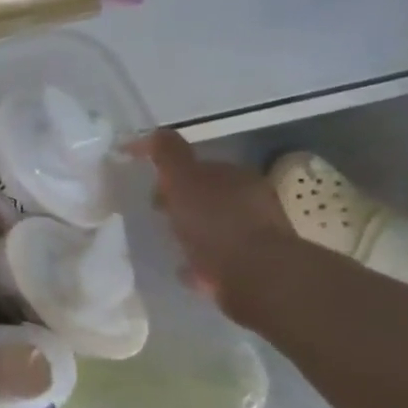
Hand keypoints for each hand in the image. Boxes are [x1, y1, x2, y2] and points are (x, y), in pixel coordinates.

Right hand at [132, 129, 300, 318]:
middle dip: (184, 202)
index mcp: (236, 176)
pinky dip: (204, 260)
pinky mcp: (255, 266)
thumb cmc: (216, 222)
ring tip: (170, 242)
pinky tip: (188, 270)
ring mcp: (257, 234)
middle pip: (210, 196)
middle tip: (159, 214)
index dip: (173, 174)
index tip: (150, 187)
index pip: (201, 167)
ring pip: (217, 226)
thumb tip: (153, 131)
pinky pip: (220, 257)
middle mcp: (252, 200)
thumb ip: (168, 154)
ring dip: (195, 231)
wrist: (257, 276)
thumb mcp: (183, 179)